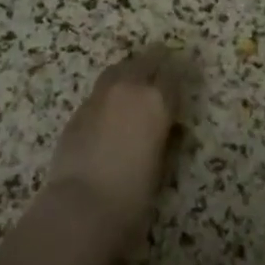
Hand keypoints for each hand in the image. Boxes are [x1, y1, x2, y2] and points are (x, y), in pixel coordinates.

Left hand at [43, 47, 188, 244]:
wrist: (81, 206)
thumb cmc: (132, 195)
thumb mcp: (162, 166)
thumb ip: (165, 137)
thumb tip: (166, 127)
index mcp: (157, 100)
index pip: (175, 73)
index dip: (182, 75)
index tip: (186, 78)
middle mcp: (130, 88)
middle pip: (147, 59)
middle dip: (157, 61)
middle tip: (163, 70)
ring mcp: (101, 95)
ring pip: (120, 68)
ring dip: (130, 71)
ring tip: (135, 85)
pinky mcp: (79, 109)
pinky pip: (100, 91)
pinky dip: (110, 94)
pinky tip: (110, 112)